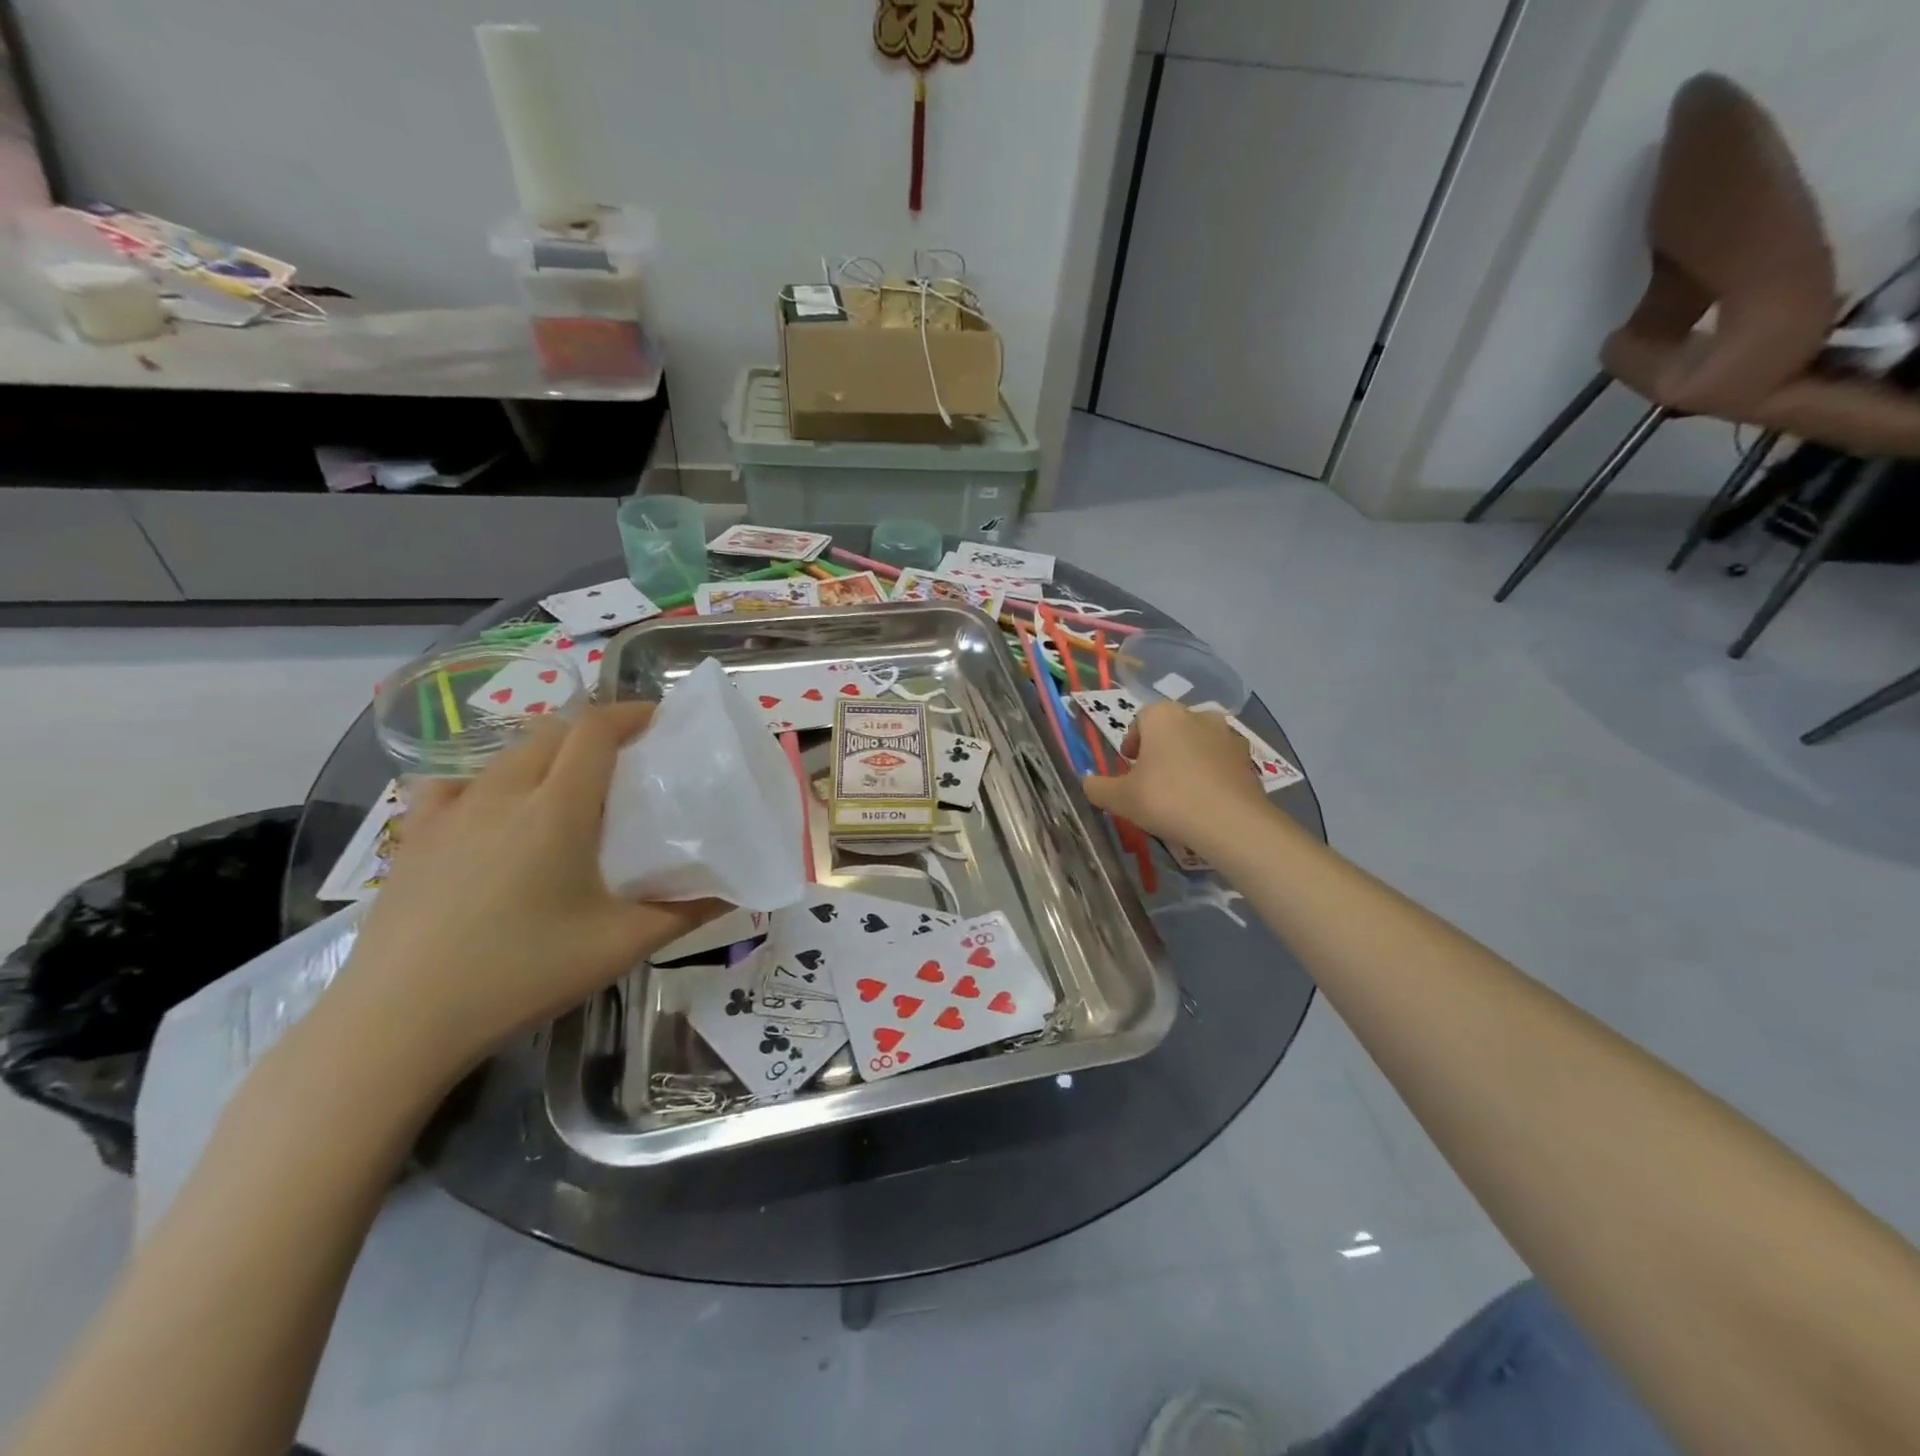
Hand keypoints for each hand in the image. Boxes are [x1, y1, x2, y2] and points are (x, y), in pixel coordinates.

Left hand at [327, 702, 722, 1084]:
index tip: (661, 719)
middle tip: (627, 757)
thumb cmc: (522, 973)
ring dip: (546, 753)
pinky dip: (486, 782)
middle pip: (552, 732)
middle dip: (594, 731)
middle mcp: (503, 793)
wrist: (399, 1022)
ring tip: (569, 785)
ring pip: (506, 755)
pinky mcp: (413, 839)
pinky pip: (454, 786)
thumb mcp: (620, 945)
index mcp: (558, 807)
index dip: (631, 712)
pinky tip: (491, 811)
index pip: (595, 729)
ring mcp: (450, 812)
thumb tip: (734, 894)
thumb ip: (684, 913)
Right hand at [1082, 702, 1269, 848]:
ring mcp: (1228, 735)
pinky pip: (1221, 762)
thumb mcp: (1120, 798)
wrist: (1231, 823)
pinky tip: (1205, 801)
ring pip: (1198, 744)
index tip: (1129, 767)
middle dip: (1160, 750)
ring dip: (1188, 760)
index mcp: (1163, 716)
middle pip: (1171, 729)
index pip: (1141, 720)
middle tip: (1151, 781)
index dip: (1132, 742)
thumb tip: (1086, 782)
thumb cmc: (1167, 799)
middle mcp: (1197, 715)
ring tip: (1180, 793)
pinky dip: (1211, 775)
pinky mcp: (1248, 759)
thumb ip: (1097, 787)